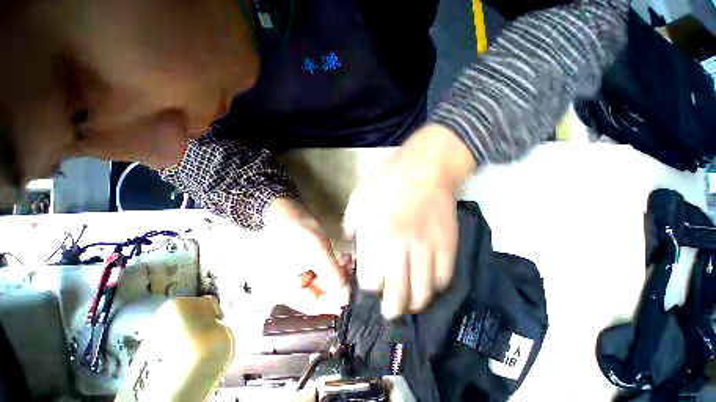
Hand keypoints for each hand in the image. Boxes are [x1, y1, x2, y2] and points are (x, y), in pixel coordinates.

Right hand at [264, 197, 350, 314]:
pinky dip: (336, 266)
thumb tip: (346, 297)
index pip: (315, 305)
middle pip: (322, 294)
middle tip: (353, 270)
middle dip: (341, 282)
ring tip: (349, 261)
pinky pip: (324, 272)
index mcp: (286, 289)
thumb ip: (331, 274)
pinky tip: (344, 258)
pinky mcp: (308, 266)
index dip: (336, 300)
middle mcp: (292, 288)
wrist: (287, 211)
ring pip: (326, 283)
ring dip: (340, 273)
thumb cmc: (298, 229)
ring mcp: (300, 276)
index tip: (354, 290)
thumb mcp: (316, 250)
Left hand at [343, 124, 475, 318]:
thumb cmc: (387, 181)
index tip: (370, 285)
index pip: (371, 280)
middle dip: (391, 308)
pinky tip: (427, 285)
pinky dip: (434, 288)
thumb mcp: (359, 198)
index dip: (370, 288)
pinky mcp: (449, 245)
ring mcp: (428, 249)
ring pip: (422, 292)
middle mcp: (402, 248)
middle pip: (397, 295)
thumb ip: (351, 224)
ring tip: (409, 302)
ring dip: (414, 303)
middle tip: (389, 310)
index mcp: (377, 236)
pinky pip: (444, 278)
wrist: (425, 169)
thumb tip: (351, 243)